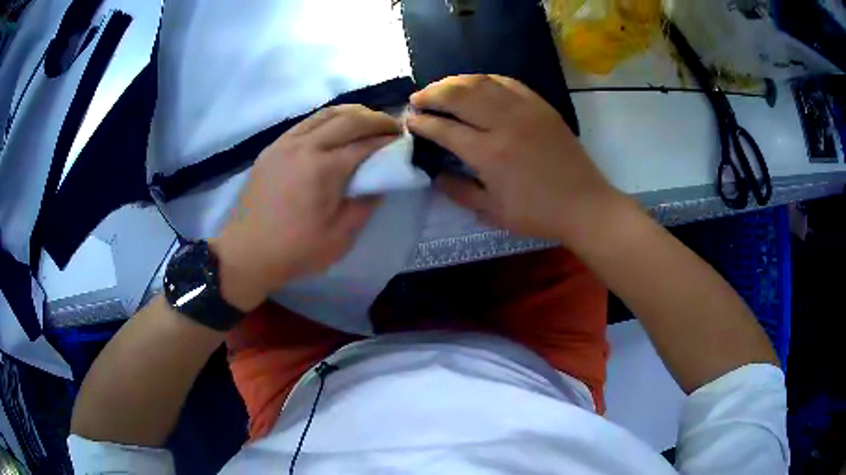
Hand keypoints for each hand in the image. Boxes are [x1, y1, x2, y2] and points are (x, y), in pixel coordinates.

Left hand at [213, 105, 401, 310]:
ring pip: (325, 113)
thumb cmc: (295, 250)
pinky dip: (327, 119)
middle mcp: (305, 146)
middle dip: (376, 119)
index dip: (388, 140)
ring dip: (352, 113)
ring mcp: (285, 143)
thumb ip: (365, 205)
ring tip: (367, 121)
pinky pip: (306, 122)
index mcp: (324, 169)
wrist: (246, 253)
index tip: (403, 140)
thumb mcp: (340, 237)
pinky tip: (334, 129)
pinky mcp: (273, 147)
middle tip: (391, 127)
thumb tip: (380, 182)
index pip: (365, 144)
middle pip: (348, 119)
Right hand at [407, 74, 622, 243]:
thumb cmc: (537, 213)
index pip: (445, 129)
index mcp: (490, 154)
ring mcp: (525, 109)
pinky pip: (506, 81)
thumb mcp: (492, 212)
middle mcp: (504, 123)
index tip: (409, 121)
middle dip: (431, 94)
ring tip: (440, 88)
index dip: (422, 123)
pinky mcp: (540, 105)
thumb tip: (433, 174)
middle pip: (458, 95)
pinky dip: (484, 79)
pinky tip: (474, 84)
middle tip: (417, 99)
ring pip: (480, 82)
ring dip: (454, 82)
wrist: (584, 204)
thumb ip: (458, 191)